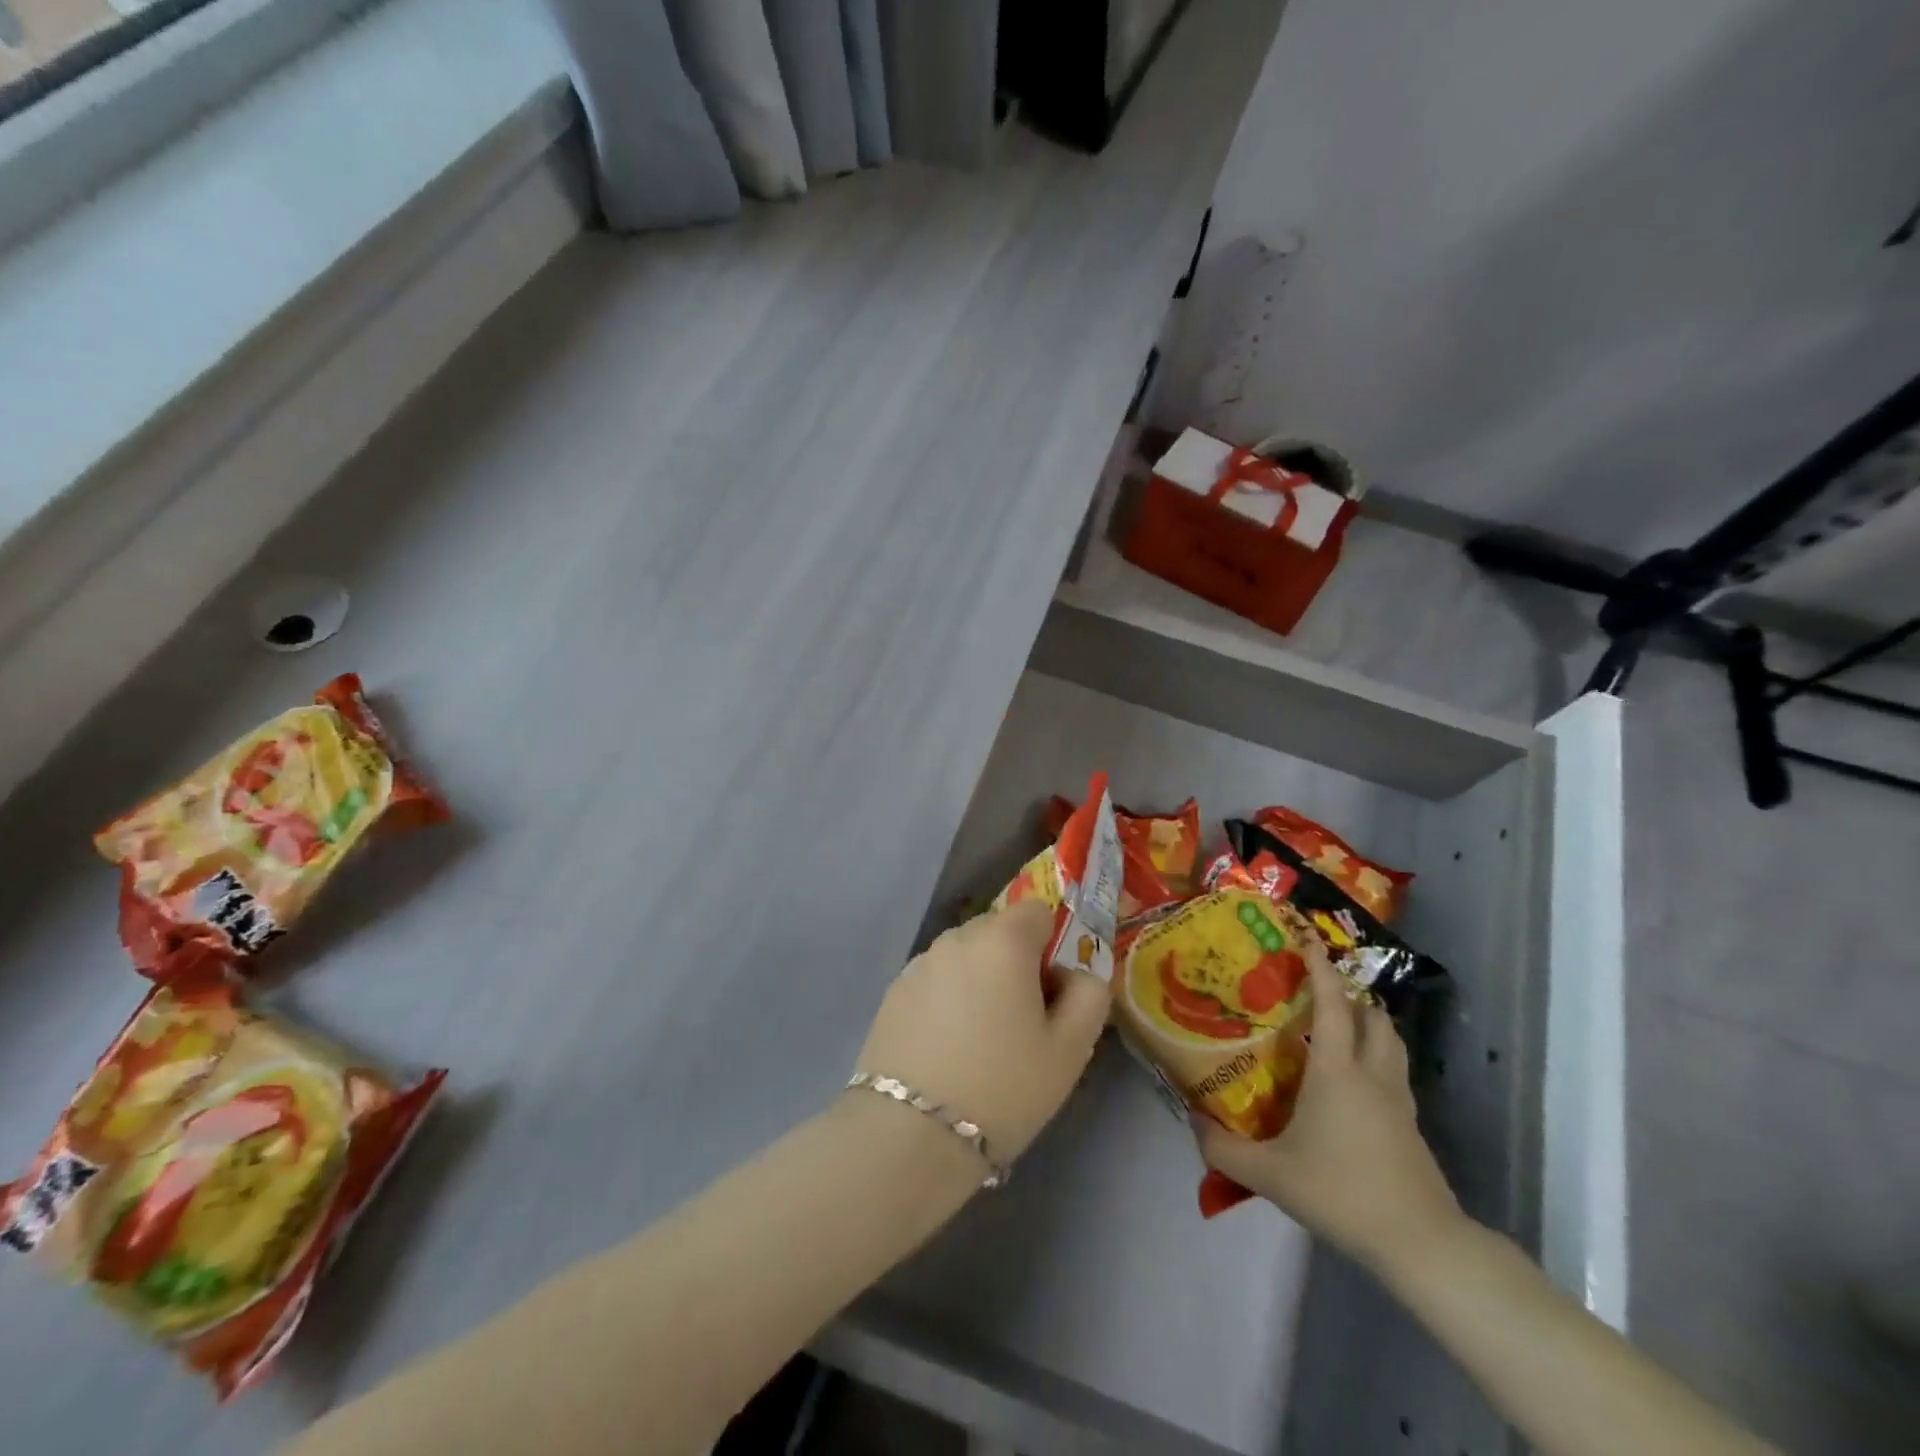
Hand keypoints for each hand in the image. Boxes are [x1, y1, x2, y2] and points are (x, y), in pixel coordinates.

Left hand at [853, 898, 1111, 1164]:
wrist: (911, 1133)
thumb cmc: (1004, 1086)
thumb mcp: (1071, 1049)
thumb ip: (1089, 996)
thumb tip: (1075, 975)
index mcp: (1002, 940)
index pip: (1036, 912)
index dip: (1050, 946)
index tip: (1049, 994)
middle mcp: (956, 938)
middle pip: (998, 932)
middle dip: (1014, 963)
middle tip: (1020, 1023)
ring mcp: (919, 963)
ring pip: (965, 957)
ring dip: (979, 980)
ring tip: (980, 1042)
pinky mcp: (893, 992)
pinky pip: (935, 981)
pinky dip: (947, 1000)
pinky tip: (946, 1050)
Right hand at [1193, 958, 1462, 1273]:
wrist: (1421, 1243)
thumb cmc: (1342, 1193)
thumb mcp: (1270, 1175)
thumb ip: (1223, 1148)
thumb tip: (1193, 1121)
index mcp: (1337, 1071)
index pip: (1332, 1003)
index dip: (1320, 966)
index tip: (1305, 938)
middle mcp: (1371, 1074)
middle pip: (1371, 1015)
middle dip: (1348, 992)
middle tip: (1316, 989)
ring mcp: (1398, 1100)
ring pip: (1390, 1041)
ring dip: (1368, 1021)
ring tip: (1339, 1024)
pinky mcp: (1410, 1125)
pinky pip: (1394, 1071)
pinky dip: (1377, 1056)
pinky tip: (1354, 1080)